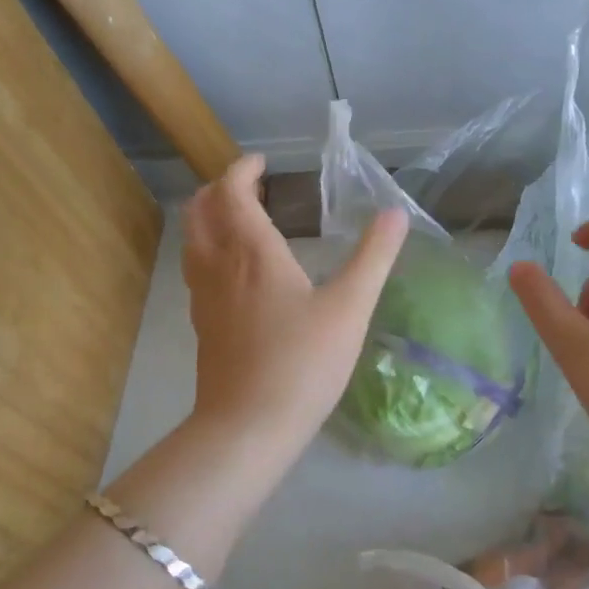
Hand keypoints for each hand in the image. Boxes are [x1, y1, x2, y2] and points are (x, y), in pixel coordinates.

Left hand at [183, 155, 409, 450]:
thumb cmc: (303, 362)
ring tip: (240, 221)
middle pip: (201, 212)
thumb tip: (395, 213)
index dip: (241, 170)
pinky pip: (197, 271)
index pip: (231, 192)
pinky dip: (210, 251)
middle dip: (219, 190)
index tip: (261, 163)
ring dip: (210, 219)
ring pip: (193, 242)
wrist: (249, 426)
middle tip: (249, 187)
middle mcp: (219, 266)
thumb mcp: (350, 307)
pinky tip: (236, 274)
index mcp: (252, 252)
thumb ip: (374, 257)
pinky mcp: (203, 326)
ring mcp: (204, 298)